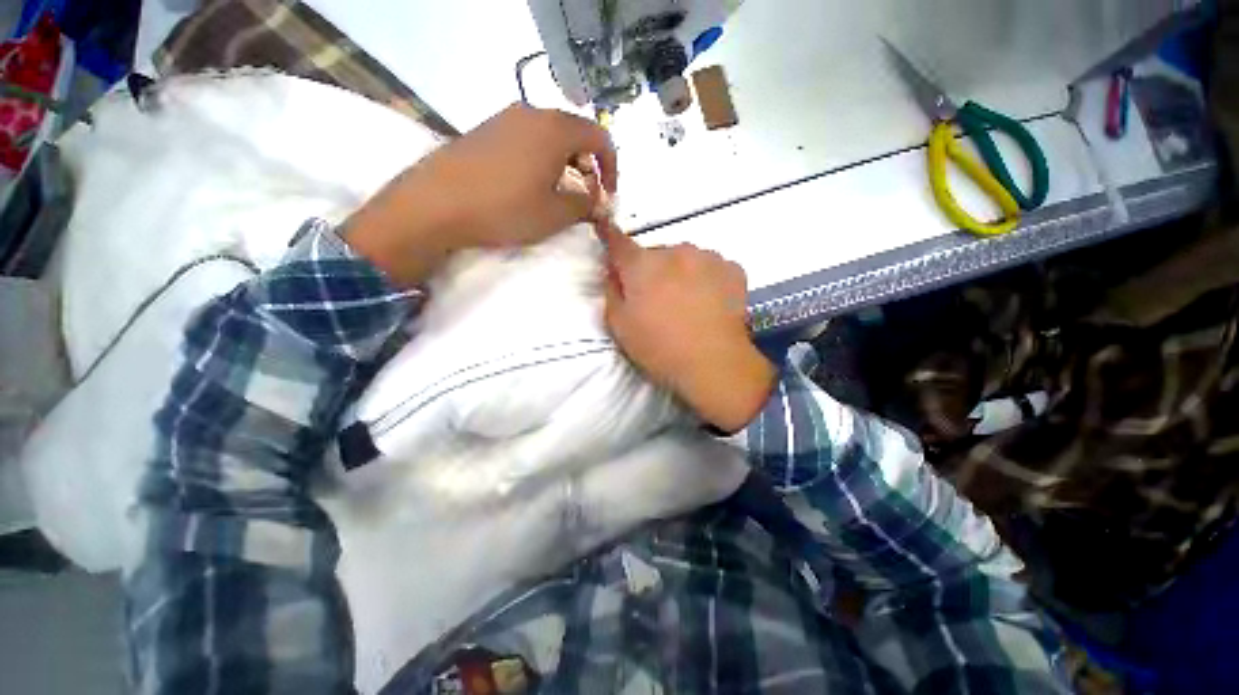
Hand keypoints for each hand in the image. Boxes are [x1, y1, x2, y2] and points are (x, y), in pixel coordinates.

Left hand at [345, 103, 616, 286]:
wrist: (435, 204)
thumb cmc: (505, 208)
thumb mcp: (555, 214)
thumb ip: (585, 204)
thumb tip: (598, 201)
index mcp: (555, 128)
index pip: (600, 137)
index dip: (611, 168)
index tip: (608, 196)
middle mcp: (532, 113)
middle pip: (575, 134)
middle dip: (588, 167)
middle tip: (586, 197)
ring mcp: (505, 119)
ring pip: (550, 137)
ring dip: (565, 165)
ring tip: (560, 195)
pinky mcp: (485, 131)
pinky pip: (526, 140)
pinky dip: (541, 161)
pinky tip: (531, 187)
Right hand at [600, 224, 775, 431]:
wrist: (714, 363)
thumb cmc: (659, 348)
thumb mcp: (619, 326)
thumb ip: (612, 292)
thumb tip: (613, 272)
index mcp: (642, 265)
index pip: (619, 241)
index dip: (610, 235)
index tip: (606, 229)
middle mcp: (675, 251)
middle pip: (656, 254)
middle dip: (652, 270)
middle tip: (657, 299)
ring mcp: (707, 257)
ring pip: (686, 259)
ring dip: (681, 272)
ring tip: (687, 304)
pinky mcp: (733, 268)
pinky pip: (711, 267)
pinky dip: (707, 279)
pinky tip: (710, 303)